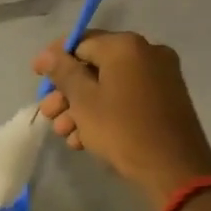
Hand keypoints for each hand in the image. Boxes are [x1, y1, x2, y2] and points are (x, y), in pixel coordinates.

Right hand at [34, 30, 210, 209]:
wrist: (173, 168)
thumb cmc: (122, 129)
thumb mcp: (83, 100)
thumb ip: (63, 72)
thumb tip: (47, 54)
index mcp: (126, 46)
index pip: (81, 42)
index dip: (55, 60)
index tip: (37, 78)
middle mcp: (147, 53)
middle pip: (94, 66)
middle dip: (67, 92)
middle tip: (48, 114)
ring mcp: (160, 77)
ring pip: (109, 86)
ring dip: (81, 107)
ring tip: (65, 134)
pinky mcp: (165, 100)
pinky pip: (126, 98)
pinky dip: (104, 113)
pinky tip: (85, 139)